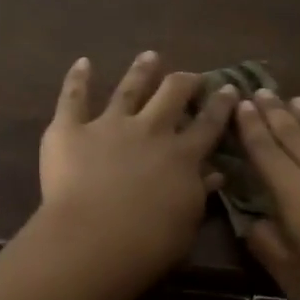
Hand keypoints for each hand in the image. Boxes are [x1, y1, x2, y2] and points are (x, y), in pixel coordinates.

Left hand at [38, 52, 238, 280]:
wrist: (95, 238)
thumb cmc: (148, 243)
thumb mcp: (187, 223)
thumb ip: (199, 194)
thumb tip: (215, 173)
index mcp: (182, 156)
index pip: (208, 124)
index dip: (220, 105)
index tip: (228, 88)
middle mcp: (149, 131)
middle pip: (171, 95)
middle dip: (183, 81)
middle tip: (189, 76)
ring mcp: (109, 125)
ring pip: (129, 89)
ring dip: (141, 71)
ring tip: (149, 56)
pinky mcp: (70, 129)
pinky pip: (73, 98)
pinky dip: (77, 79)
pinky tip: (82, 63)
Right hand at [236, 91, 299, 299]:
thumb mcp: (295, 278)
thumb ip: (268, 246)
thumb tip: (252, 223)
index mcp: (294, 191)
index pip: (265, 150)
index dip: (250, 127)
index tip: (241, 103)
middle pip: (294, 133)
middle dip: (275, 112)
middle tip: (261, 90)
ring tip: (296, 99)